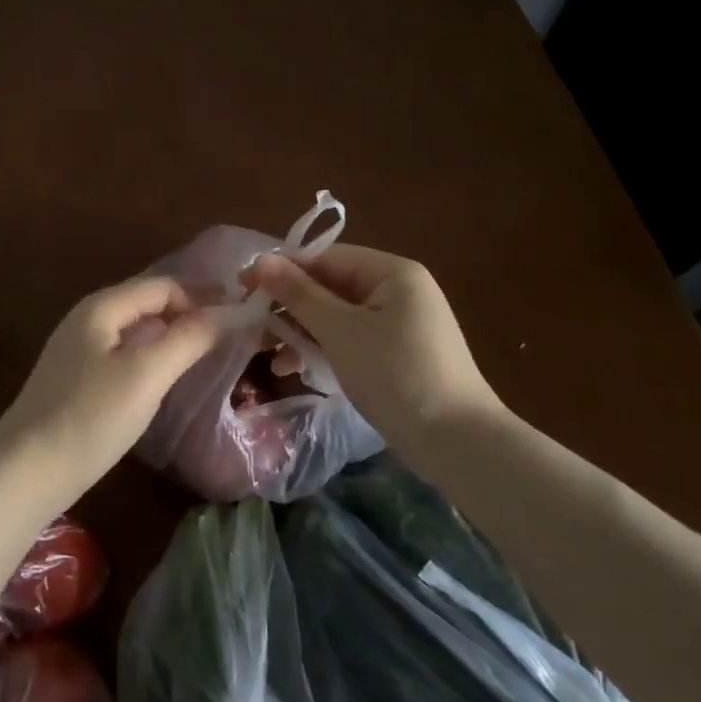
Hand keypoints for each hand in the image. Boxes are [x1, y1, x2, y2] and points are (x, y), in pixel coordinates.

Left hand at [0, 276, 220, 515]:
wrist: (26, 470)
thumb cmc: (90, 417)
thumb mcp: (146, 375)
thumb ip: (188, 339)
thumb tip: (230, 311)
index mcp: (102, 307)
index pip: (162, 285)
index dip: (200, 297)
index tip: (237, 320)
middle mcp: (88, 319)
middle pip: (147, 303)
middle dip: (188, 314)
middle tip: (229, 337)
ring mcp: (78, 350)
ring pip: (135, 330)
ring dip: (171, 336)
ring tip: (206, 356)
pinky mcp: (76, 379)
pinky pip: (123, 354)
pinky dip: (152, 357)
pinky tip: (166, 379)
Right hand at [246, 244, 502, 443]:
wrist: (458, 444)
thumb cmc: (395, 375)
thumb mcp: (340, 330)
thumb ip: (299, 293)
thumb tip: (260, 260)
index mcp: (392, 272)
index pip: (325, 257)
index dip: (282, 270)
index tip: (242, 287)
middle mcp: (399, 290)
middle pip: (331, 285)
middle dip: (290, 305)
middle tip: (251, 323)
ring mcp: (401, 323)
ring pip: (337, 315)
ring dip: (302, 330)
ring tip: (270, 355)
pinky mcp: (398, 353)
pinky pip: (351, 338)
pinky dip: (324, 348)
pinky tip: (296, 369)